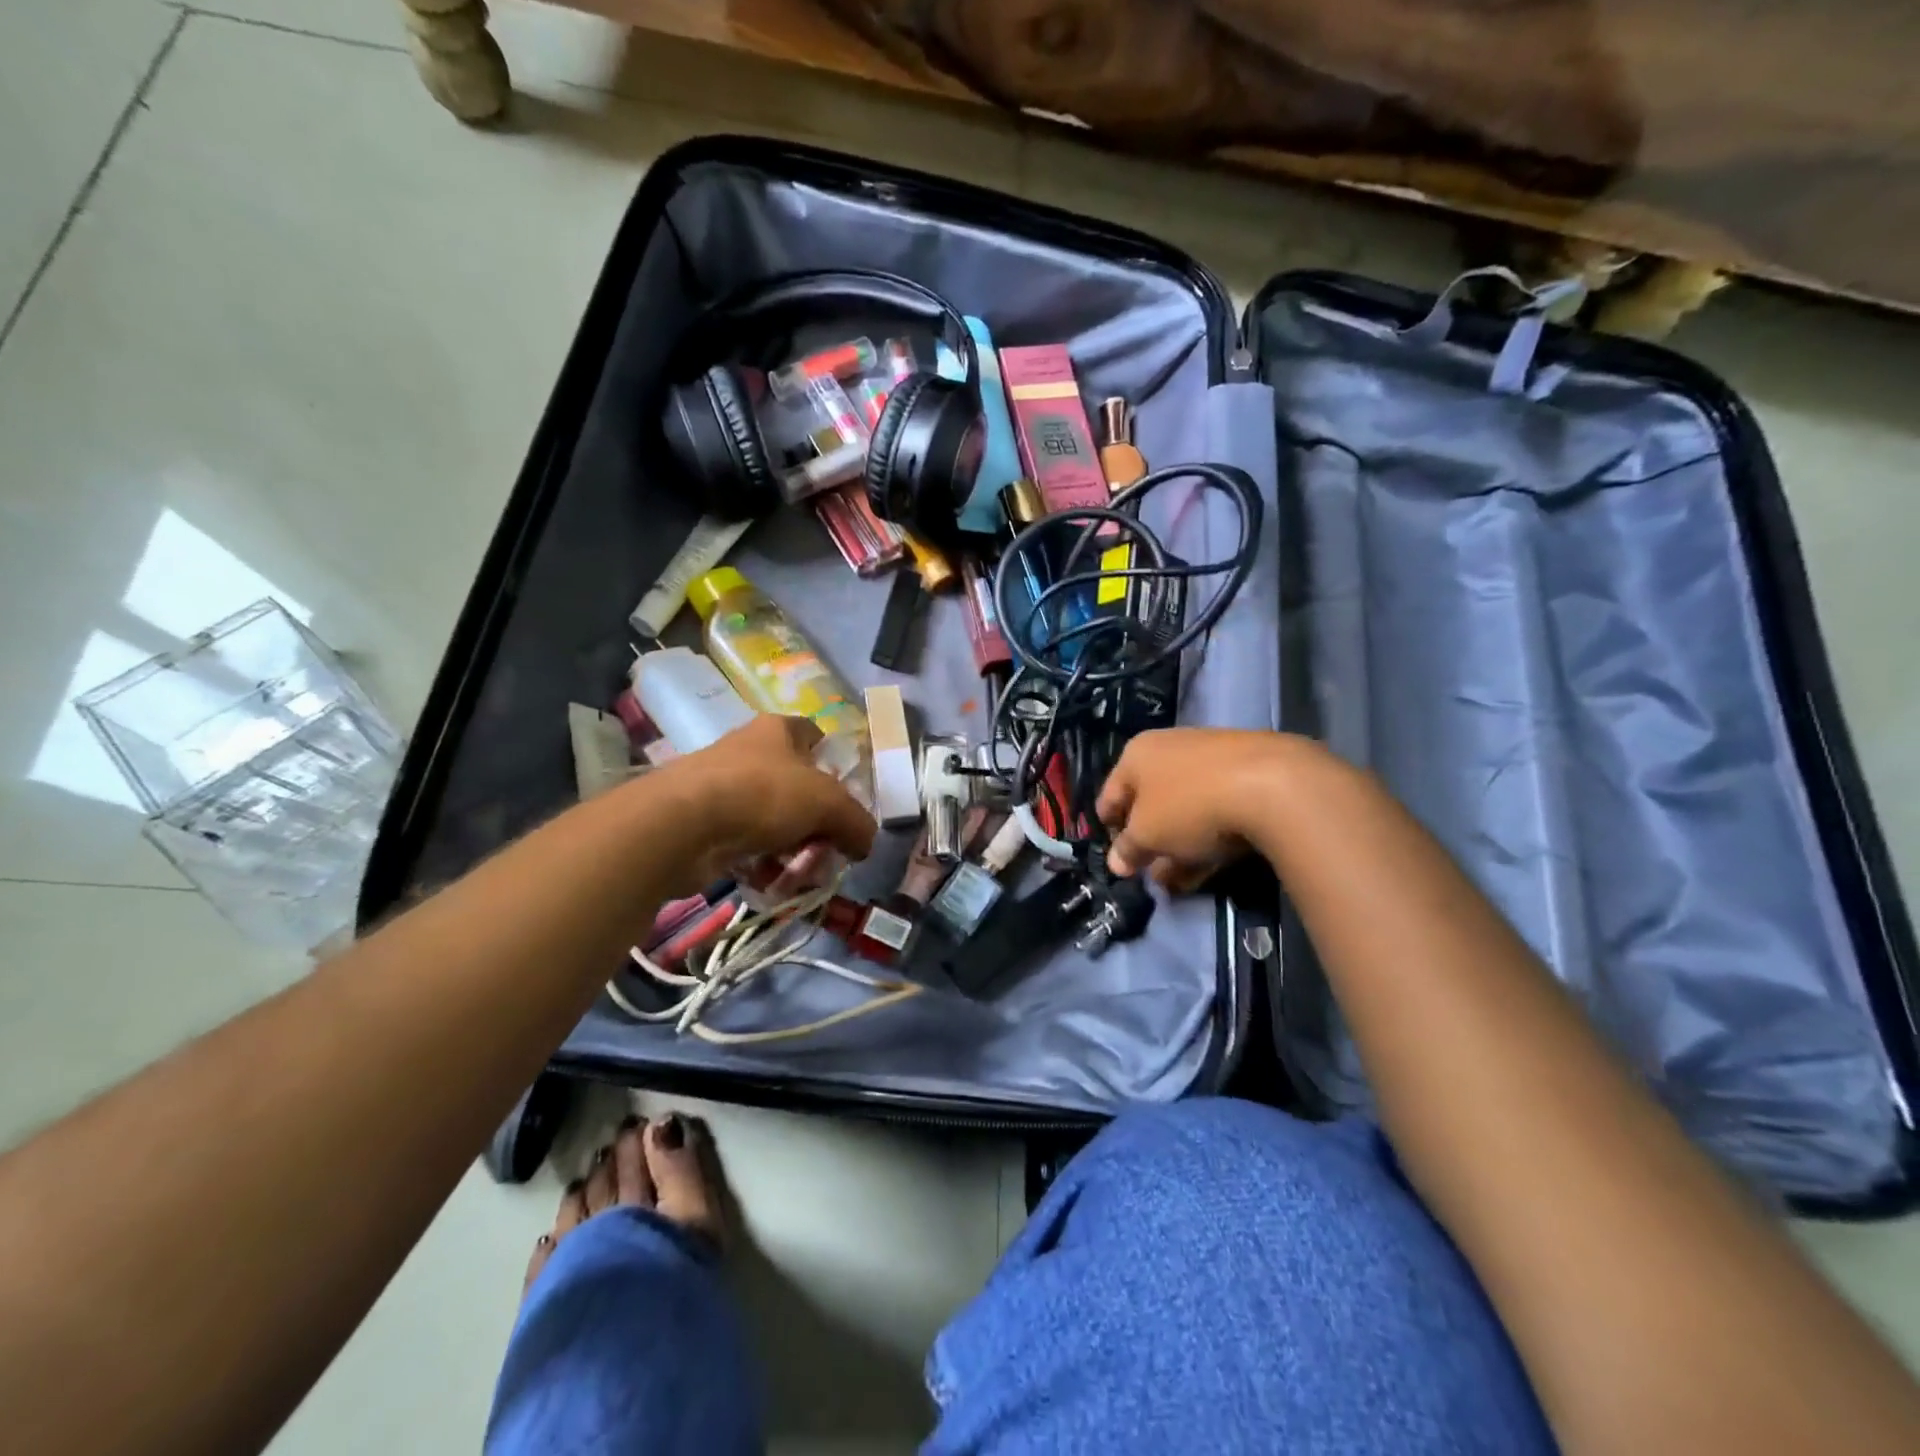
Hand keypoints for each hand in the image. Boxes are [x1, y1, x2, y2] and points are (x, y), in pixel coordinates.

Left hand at [650, 715, 875, 890]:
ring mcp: (723, 786)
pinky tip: (772, 882)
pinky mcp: (704, 823)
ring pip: (773, 819)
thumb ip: (857, 823)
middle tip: (830, 850)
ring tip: (802, 875)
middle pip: (797, 786)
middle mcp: (749, 751)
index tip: (845, 795)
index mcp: (778, 730)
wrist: (682, 824)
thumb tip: (866, 843)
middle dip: (818, 821)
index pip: (813, 735)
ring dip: (792, 849)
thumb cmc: (764, 794)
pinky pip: (746, 844)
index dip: (833, 761)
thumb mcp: (829, 805)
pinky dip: (762, 863)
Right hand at [1096, 728, 1295, 888]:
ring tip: (1180, 883)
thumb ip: (1128, 849)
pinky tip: (1211, 867)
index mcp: (1137, 754)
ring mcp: (1212, 760)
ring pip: (1185, 810)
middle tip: (1150, 875)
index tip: (1116, 857)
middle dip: (1149, 842)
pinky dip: (1209, 838)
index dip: (1109, 828)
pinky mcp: (1247, 774)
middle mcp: (1170, 748)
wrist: (1272, 785)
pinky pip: (1216, 811)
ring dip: (1179, 847)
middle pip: (1150, 803)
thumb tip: (1116, 862)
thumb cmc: (1189, 805)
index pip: (1110, 795)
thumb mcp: (1147, 835)